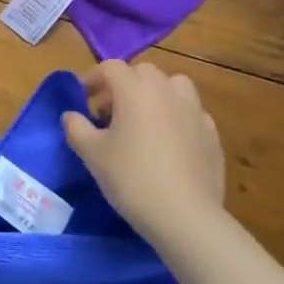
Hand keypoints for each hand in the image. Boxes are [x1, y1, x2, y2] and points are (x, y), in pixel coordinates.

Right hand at [63, 60, 228, 247]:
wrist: (184, 215)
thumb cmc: (131, 178)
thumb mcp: (92, 154)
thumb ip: (77, 128)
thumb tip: (70, 115)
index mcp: (135, 91)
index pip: (112, 67)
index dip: (94, 77)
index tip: (84, 97)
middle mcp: (167, 92)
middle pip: (144, 72)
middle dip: (125, 83)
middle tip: (111, 110)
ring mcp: (195, 111)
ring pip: (174, 86)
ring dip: (156, 93)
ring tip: (144, 119)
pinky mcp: (212, 134)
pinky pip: (191, 112)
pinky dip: (177, 116)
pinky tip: (169, 142)